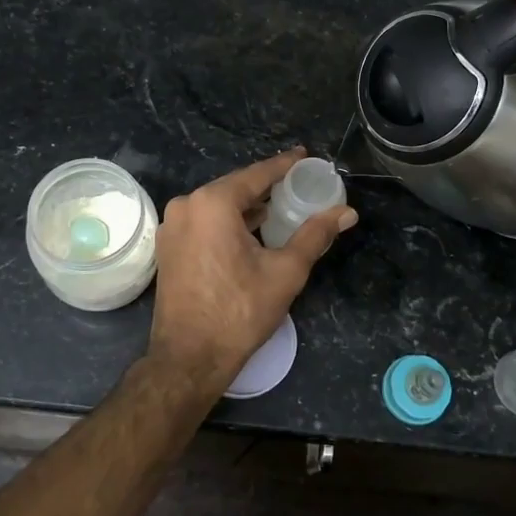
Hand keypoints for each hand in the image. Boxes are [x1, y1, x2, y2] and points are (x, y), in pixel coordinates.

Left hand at [148, 149, 356, 390]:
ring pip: (218, 205)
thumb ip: (315, 235)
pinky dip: (228, 222)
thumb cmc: (240, 312)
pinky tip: (251, 231)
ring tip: (281, 208)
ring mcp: (172, 226)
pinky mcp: (168, 247)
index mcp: (212, 203)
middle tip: (299, 185)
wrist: (189, 358)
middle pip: (236, 187)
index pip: (257, 174)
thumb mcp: (285, 271)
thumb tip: (347, 212)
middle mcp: (186, 205)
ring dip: (248, 206)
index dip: (285, 165)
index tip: (307, 156)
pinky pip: (204, 222)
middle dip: (268, 187)